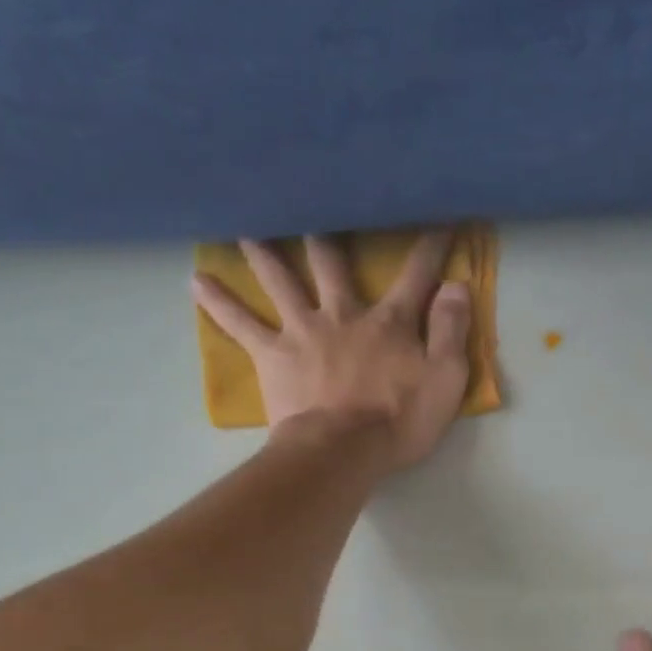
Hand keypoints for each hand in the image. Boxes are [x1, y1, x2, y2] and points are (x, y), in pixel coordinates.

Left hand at [192, 231, 471, 470]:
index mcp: (389, 322)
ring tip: (246, 223)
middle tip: (312, 199)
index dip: (430, 246)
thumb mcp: (445, 380)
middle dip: (328, 233)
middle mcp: (343, 314)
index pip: (416, 275)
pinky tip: (195, 281)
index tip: (438, 216)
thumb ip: (450, 330)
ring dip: (264, 251)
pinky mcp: (272, 356)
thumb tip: (455, 285)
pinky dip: (218, 303)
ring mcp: (303, 331)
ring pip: (280, 280)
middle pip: (333, 264)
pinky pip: (240, 325)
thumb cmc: (398, 421)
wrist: (342, 451)